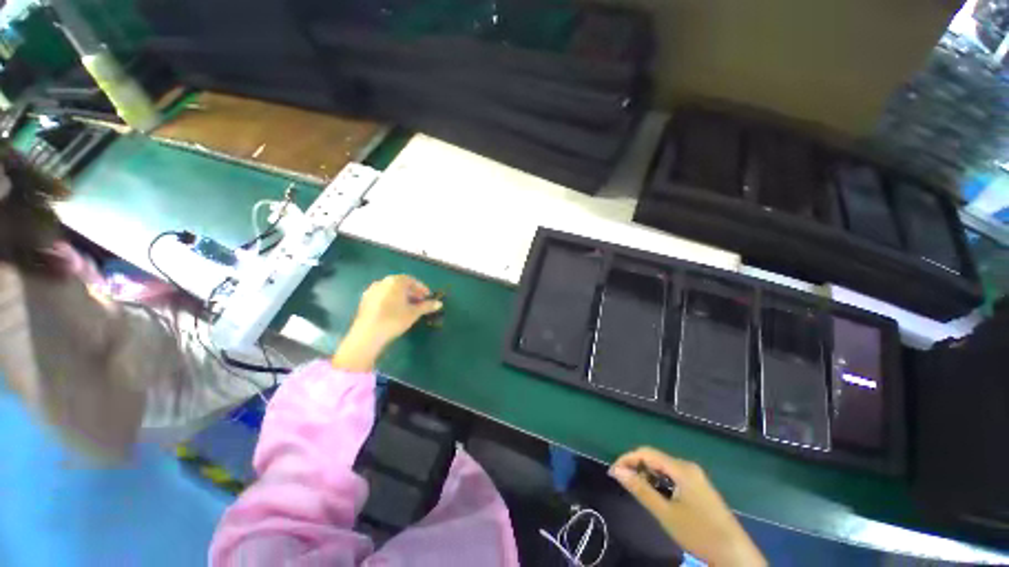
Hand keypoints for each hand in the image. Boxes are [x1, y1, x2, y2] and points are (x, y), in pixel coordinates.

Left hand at [332, 275, 442, 371]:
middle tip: (420, 302)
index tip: (428, 297)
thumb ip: (427, 306)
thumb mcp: (414, 313)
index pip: (412, 280)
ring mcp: (372, 290)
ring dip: (401, 296)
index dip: (422, 288)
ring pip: (391, 290)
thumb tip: (439, 304)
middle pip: (401, 284)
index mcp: (395, 281)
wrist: (367, 335)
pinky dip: (391, 300)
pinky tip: (395, 311)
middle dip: (412, 292)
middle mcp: (382, 282)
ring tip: (409, 308)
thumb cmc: (394, 320)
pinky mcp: (365, 300)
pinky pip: (382, 296)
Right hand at [610, 447, 765, 566]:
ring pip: (664, 468)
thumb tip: (617, 471)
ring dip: (647, 475)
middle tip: (622, 482)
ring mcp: (696, 477)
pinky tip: (656, 495)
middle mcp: (688, 467)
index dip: (627, 459)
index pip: (647, 453)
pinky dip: (660, 481)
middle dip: (636, 467)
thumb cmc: (699, 533)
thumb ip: (640, 489)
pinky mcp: (699, 487)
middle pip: (655, 458)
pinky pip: (673, 476)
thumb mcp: (665, 513)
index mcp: (681, 468)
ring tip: (636, 489)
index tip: (613, 473)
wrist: (735, 555)